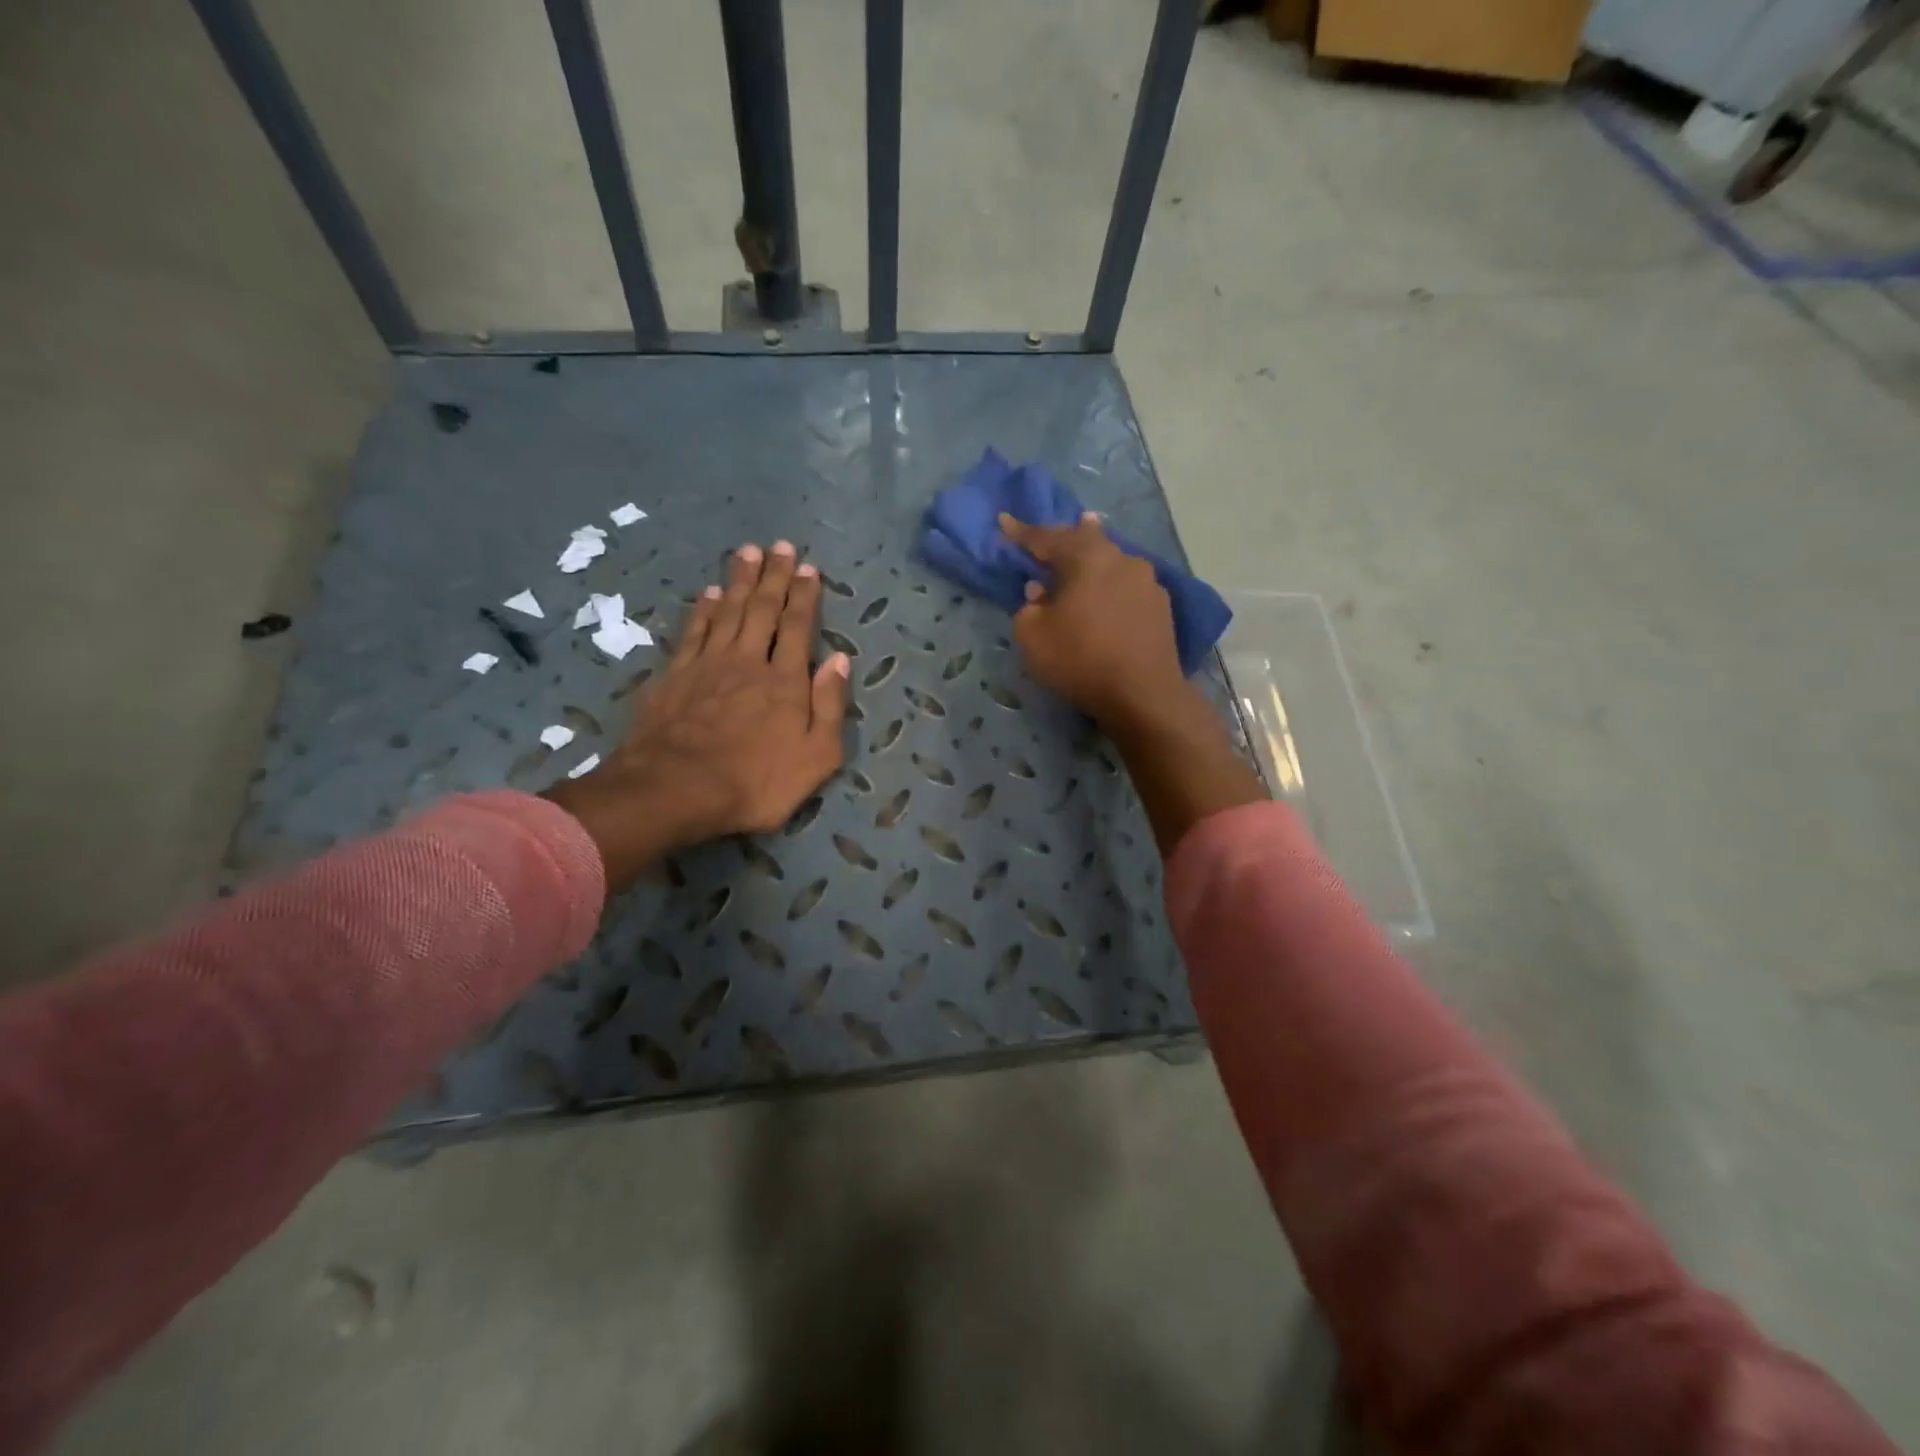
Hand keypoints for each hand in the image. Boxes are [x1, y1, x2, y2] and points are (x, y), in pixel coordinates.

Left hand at [546, 541, 849, 888]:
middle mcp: (748, 661)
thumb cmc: (756, 781)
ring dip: (741, 580)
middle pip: (763, 609)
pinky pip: (694, 631)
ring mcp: (707, 664)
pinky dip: (704, 608)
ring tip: (749, 552)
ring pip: (728, 611)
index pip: (798, 627)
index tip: (809, 569)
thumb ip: (830, 705)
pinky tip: (710, 592)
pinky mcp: (674, 675)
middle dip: (775, 576)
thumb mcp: (816, 756)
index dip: (804, 596)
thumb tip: (840, 660)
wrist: (677, 789)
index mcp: (785, 680)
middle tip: (781, 546)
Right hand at [1000, 511, 1186, 728]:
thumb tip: (1040, 592)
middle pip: (1087, 540)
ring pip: (1111, 562)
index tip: (1004, 522)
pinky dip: (1110, 586)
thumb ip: (1028, 608)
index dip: (1021, 533)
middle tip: (1050, 536)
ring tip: (1081, 562)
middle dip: (1065, 537)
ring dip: (1091, 562)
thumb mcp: (1032, 637)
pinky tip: (1106, 597)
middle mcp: (1121, 559)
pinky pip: (1127, 585)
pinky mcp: (1161, 606)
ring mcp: (1147, 581)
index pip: (1047, 538)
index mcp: (1087, 558)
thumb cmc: (1080, 660)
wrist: (1143, 695)